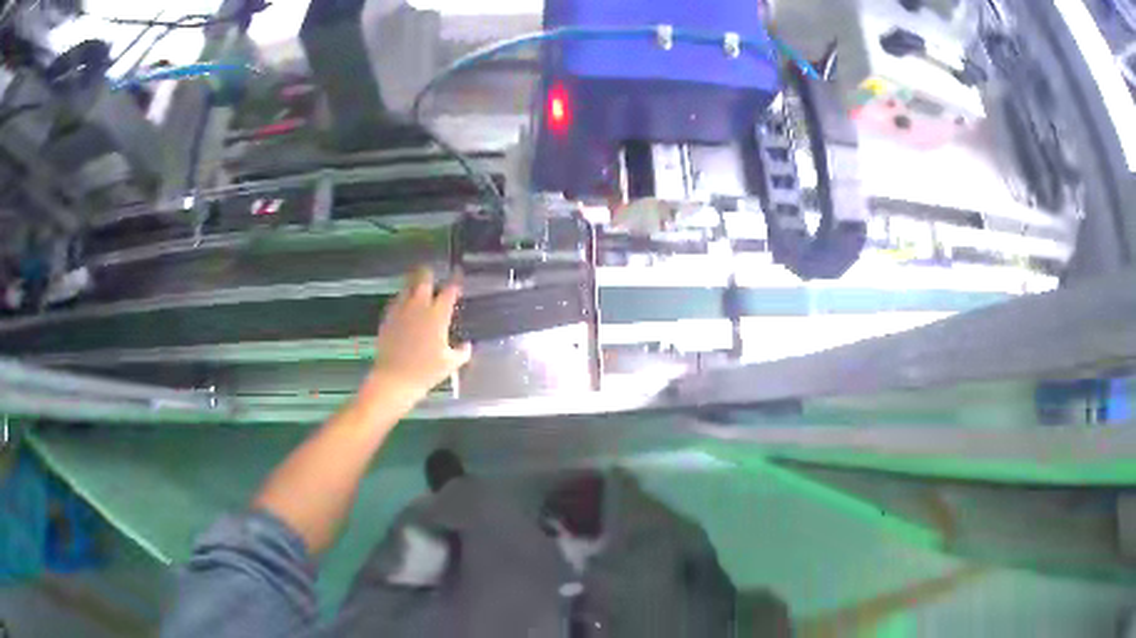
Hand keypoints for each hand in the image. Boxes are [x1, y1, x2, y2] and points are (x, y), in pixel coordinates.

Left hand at [370, 267, 471, 403]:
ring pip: (407, 288)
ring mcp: (401, 311)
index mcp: (437, 315)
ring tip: (417, 285)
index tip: (458, 275)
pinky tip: (403, 305)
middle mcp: (419, 307)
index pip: (449, 290)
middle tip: (432, 271)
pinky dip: (402, 300)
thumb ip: (462, 352)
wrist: (394, 379)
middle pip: (423, 280)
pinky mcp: (387, 318)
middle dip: (429, 273)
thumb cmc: (426, 372)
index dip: (456, 281)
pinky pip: (396, 302)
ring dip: (413, 285)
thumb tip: (467, 345)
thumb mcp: (451, 364)